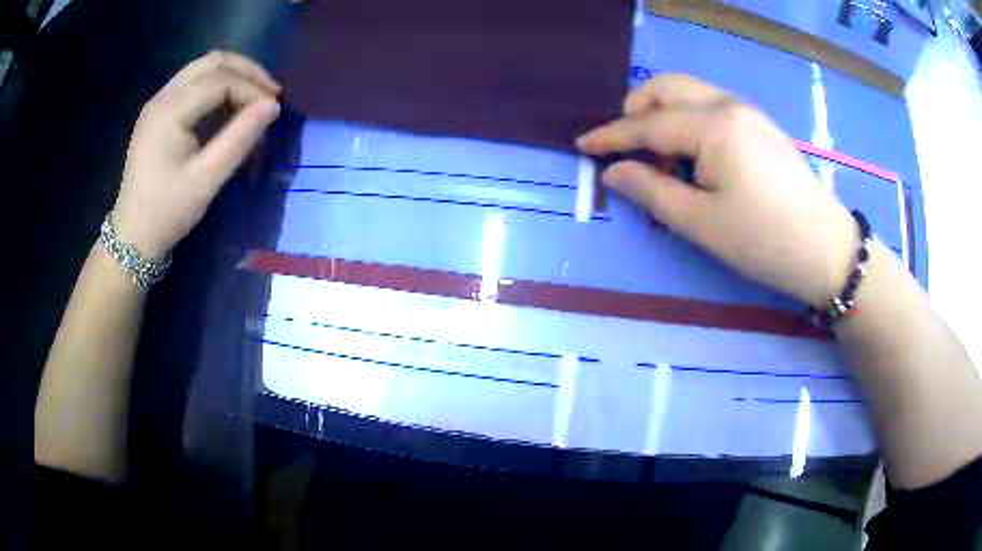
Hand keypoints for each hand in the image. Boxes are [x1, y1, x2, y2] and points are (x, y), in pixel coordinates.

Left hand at [111, 51, 281, 259]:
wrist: (133, 235)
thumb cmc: (168, 211)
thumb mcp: (207, 178)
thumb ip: (240, 138)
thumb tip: (273, 105)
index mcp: (170, 111)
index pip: (220, 80)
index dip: (252, 88)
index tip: (275, 108)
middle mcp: (162, 97)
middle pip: (212, 62)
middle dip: (246, 72)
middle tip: (269, 94)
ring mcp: (158, 102)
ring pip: (203, 68)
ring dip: (233, 76)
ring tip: (254, 98)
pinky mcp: (158, 112)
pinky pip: (193, 84)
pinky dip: (217, 87)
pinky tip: (229, 106)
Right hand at [577, 74, 856, 306]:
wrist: (825, 248)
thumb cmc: (762, 239)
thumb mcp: (701, 222)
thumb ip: (651, 190)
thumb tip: (613, 172)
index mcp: (713, 126)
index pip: (649, 124)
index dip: (612, 135)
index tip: (582, 144)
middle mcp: (728, 105)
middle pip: (668, 87)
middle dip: (637, 110)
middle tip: (626, 146)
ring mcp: (747, 111)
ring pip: (690, 93)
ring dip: (663, 113)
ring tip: (660, 156)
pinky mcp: (760, 125)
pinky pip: (711, 106)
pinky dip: (688, 120)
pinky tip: (693, 155)